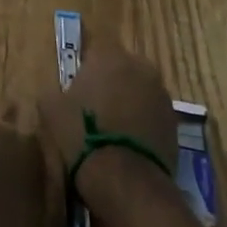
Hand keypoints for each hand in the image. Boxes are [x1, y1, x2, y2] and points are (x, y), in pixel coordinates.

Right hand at [38, 38, 176, 209]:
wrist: (125, 179)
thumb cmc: (82, 134)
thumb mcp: (51, 109)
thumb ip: (54, 91)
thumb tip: (58, 92)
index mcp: (108, 55)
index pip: (95, 47)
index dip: (85, 65)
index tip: (77, 85)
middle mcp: (139, 66)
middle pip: (121, 66)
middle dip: (110, 80)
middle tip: (95, 105)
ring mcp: (161, 93)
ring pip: (139, 89)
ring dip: (129, 100)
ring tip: (114, 127)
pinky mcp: (175, 121)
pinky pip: (153, 112)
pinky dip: (143, 121)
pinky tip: (130, 142)